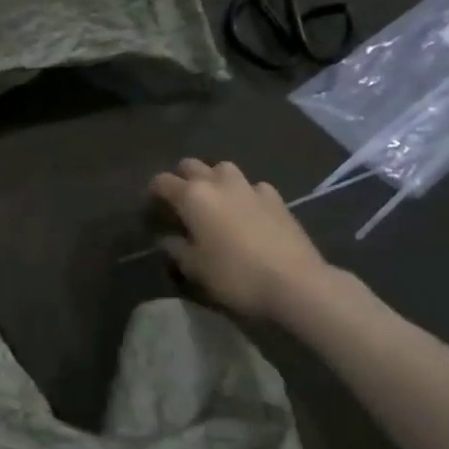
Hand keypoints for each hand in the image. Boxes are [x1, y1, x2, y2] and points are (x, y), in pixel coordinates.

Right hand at [147, 159, 333, 321]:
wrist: (296, 283)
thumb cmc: (235, 276)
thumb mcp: (194, 268)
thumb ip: (175, 248)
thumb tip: (167, 237)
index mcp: (192, 196)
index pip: (162, 181)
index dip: (153, 192)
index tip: (152, 208)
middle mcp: (218, 183)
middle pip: (191, 165)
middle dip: (182, 178)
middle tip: (181, 202)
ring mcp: (250, 187)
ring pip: (223, 168)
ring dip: (214, 179)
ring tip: (215, 201)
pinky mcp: (276, 198)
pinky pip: (253, 186)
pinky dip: (245, 193)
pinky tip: (248, 210)